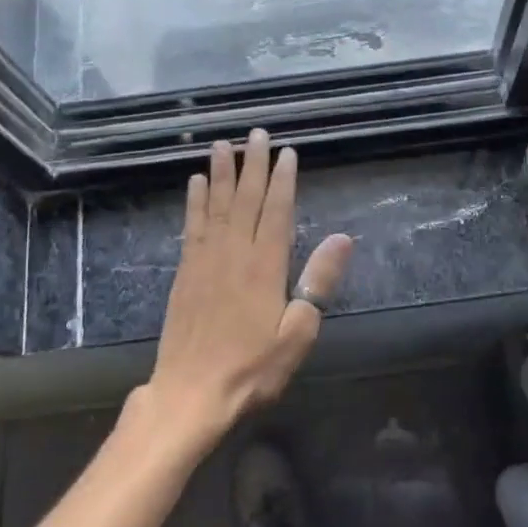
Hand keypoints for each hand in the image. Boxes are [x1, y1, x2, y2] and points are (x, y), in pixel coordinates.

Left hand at [132, 130, 353, 455]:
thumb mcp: (298, 332)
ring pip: (217, 205)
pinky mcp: (185, 273)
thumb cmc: (252, 368)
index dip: (283, 179)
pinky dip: (196, 201)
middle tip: (257, 133)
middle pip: (246, 199)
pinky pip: (192, 226)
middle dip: (254, 164)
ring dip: (221, 173)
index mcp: (265, 266)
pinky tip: (197, 183)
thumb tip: (342, 238)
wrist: (191, 393)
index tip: (287, 152)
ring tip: (223, 144)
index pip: (277, 211)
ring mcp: (205, 261)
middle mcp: (234, 253)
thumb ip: (318, 282)